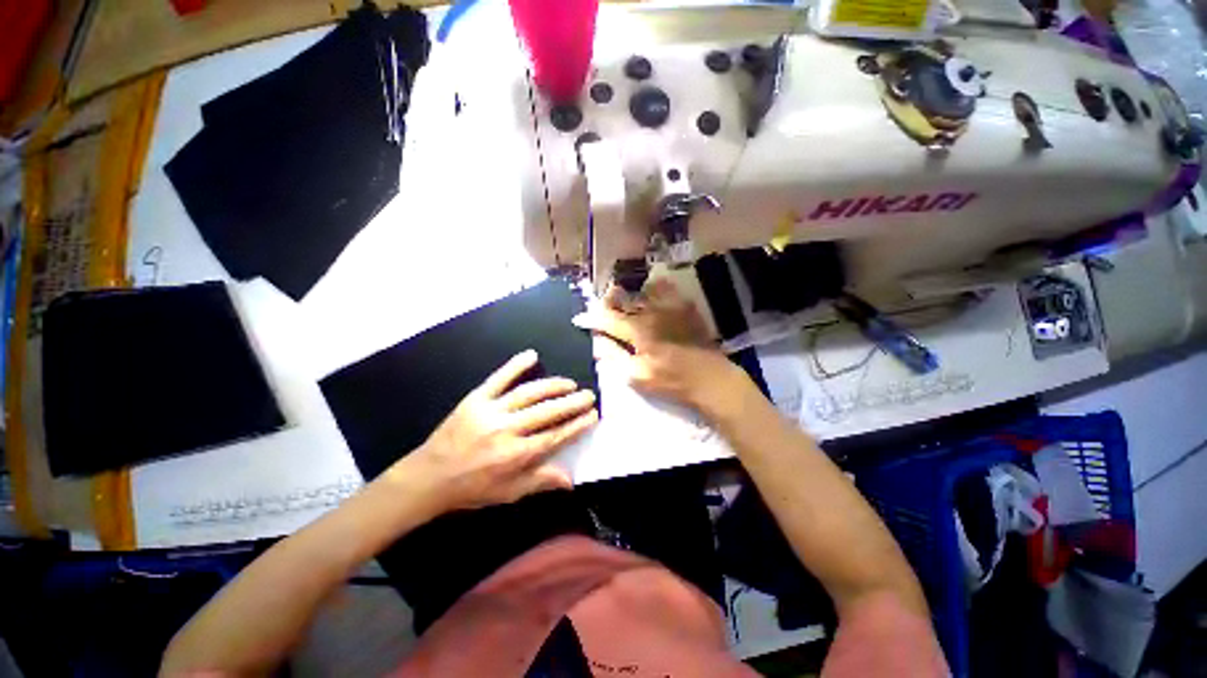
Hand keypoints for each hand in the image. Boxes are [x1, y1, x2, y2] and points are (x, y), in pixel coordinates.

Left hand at [393, 350, 597, 513]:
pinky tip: (532, 355)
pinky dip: (516, 365)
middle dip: (572, 402)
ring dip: (553, 385)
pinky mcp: (476, 399)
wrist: (429, 478)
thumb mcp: (509, 493)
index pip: (555, 436)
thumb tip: (571, 480)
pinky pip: (499, 378)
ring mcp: (491, 411)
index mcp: (516, 455)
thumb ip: (541, 482)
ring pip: (529, 393)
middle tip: (589, 394)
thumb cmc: (472, 489)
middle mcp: (507, 430)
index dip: (577, 424)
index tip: (592, 415)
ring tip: (569, 383)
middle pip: (547, 412)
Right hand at [572, 279, 748, 414]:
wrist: (709, 377)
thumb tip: (597, 341)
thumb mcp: (637, 376)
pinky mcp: (684, 305)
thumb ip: (614, 356)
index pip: (607, 319)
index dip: (591, 319)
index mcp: (637, 330)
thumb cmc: (671, 381)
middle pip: (622, 298)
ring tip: (623, 301)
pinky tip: (650, 295)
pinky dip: (652, 288)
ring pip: (640, 290)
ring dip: (627, 294)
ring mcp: (669, 305)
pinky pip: (664, 287)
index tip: (579, 319)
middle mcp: (651, 311)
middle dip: (606, 301)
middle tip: (601, 309)